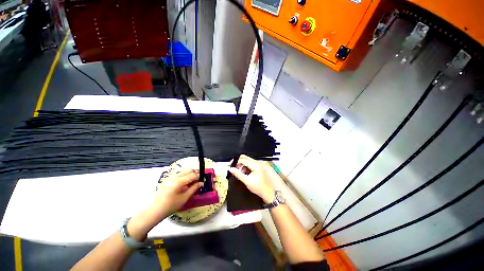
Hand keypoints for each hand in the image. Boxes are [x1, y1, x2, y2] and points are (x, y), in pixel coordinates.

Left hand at [151, 170, 202, 217]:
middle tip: (197, 181)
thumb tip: (201, 183)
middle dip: (194, 174)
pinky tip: (183, 184)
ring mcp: (170, 177)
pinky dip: (183, 176)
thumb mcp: (185, 197)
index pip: (193, 174)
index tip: (202, 180)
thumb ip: (194, 188)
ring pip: (183, 171)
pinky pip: (178, 174)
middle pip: (188, 170)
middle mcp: (175, 176)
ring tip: (191, 182)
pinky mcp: (167, 179)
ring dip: (189, 174)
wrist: (156, 210)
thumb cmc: (171, 205)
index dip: (199, 177)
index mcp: (179, 181)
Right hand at [228, 155, 276, 202]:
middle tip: (233, 168)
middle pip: (245, 158)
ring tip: (239, 173)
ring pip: (247, 161)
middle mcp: (257, 162)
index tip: (229, 166)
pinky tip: (243, 173)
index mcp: (255, 165)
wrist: (268, 192)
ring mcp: (258, 164)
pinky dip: (245, 167)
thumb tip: (231, 169)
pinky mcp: (258, 167)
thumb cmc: (258, 187)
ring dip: (241, 165)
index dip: (235, 162)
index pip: (242, 160)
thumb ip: (238, 174)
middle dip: (238, 162)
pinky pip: (249, 164)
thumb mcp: (247, 181)